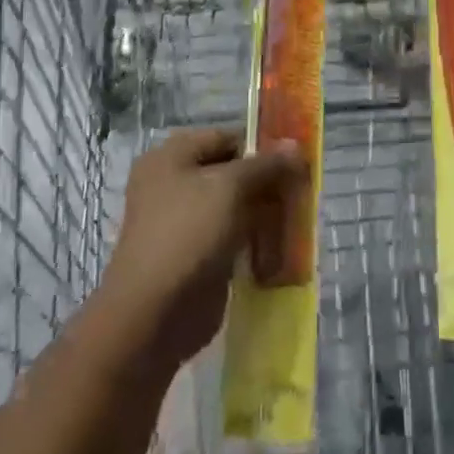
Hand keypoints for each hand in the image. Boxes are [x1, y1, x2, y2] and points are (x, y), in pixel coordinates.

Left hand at [95, 128, 307, 370]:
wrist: (153, 315)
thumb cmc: (188, 234)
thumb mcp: (230, 188)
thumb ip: (265, 165)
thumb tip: (295, 145)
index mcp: (172, 156)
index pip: (227, 138)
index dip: (261, 146)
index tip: (295, 162)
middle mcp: (173, 183)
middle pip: (231, 172)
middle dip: (266, 181)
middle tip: (301, 191)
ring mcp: (183, 222)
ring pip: (234, 206)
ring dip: (263, 212)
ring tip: (296, 218)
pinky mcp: (195, 256)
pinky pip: (231, 237)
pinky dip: (253, 239)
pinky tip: (280, 246)